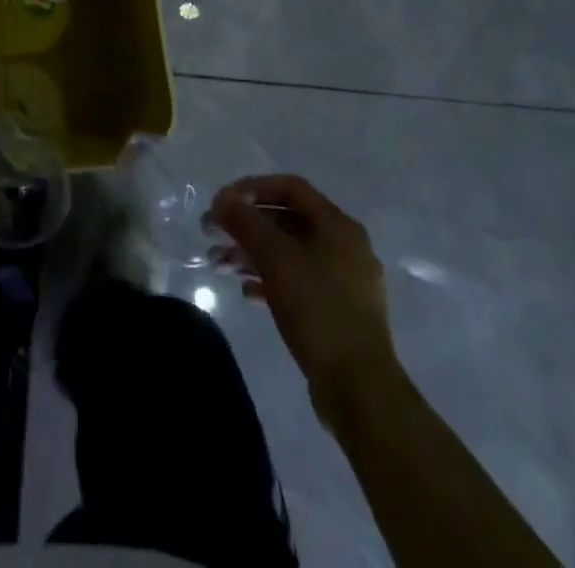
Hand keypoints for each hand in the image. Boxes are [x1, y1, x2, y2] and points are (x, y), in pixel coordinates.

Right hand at [206, 175, 399, 410]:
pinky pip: (299, 281)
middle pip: (288, 220)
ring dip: (253, 253)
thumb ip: (246, 223)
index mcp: (338, 225)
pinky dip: (270, 278)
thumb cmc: (317, 309)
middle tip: (214, 234)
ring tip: (220, 265)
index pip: (290, 187)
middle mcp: (345, 246)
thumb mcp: (275, 258)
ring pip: (290, 252)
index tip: (222, 202)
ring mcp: (345, 281)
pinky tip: (247, 291)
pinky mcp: (339, 311)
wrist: (359, 387)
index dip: (252, 187)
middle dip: (247, 224)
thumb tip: (223, 201)